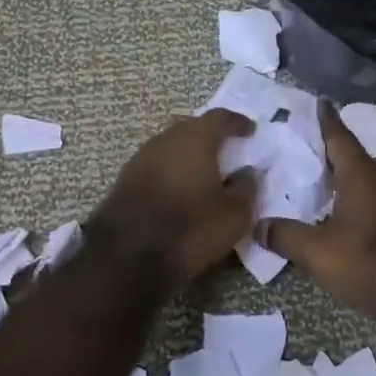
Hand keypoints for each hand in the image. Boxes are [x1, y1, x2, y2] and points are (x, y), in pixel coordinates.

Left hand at [88, 110, 256, 287]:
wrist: (126, 257)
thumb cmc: (189, 229)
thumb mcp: (233, 216)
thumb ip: (246, 188)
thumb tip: (248, 172)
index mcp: (194, 139)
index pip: (220, 117)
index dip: (237, 122)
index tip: (250, 131)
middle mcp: (165, 139)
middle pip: (192, 128)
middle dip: (212, 136)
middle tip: (229, 150)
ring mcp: (141, 158)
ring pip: (172, 146)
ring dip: (189, 154)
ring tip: (206, 172)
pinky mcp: (125, 179)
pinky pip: (157, 165)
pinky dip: (172, 171)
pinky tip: (180, 189)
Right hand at [259, 102, 375, 320]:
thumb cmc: (373, 262)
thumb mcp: (320, 252)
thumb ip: (286, 236)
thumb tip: (257, 225)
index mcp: (359, 175)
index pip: (339, 136)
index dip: (325, 119)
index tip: (316, 100)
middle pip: (348, 155)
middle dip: (324, 146)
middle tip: (298, 139)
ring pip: (357, 178)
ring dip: (335, 173)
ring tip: (308, 172)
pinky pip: (364, 198)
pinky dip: (344, 195)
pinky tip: (330, 209)